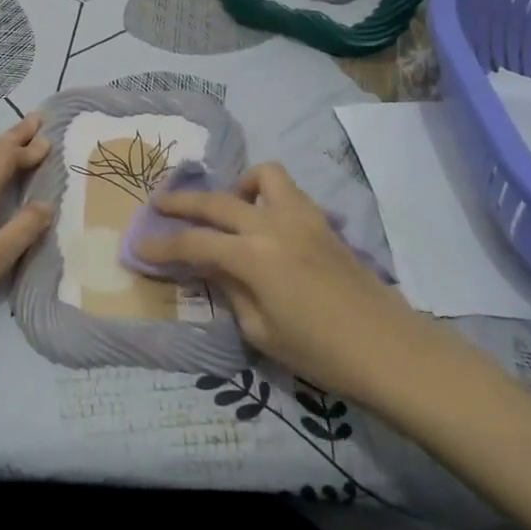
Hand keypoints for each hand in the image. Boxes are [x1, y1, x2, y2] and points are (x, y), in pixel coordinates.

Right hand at [133, 162, 451, 403]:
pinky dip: (268, 195)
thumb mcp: (261, 330)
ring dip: (237, 186)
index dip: (162, 245)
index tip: (139, 245)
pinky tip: (266, 223)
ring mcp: (302, 217)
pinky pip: (288, 191)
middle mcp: (273, 225)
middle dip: (181, 201)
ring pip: (262, 176)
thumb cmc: (321, 352)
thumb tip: (212, 266)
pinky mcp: (322, 221)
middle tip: (159, 205)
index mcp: (253, 256)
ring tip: (229, 209)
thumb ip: (230, 289)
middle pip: (216, 200)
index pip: (194, 243)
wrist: (391, 351)